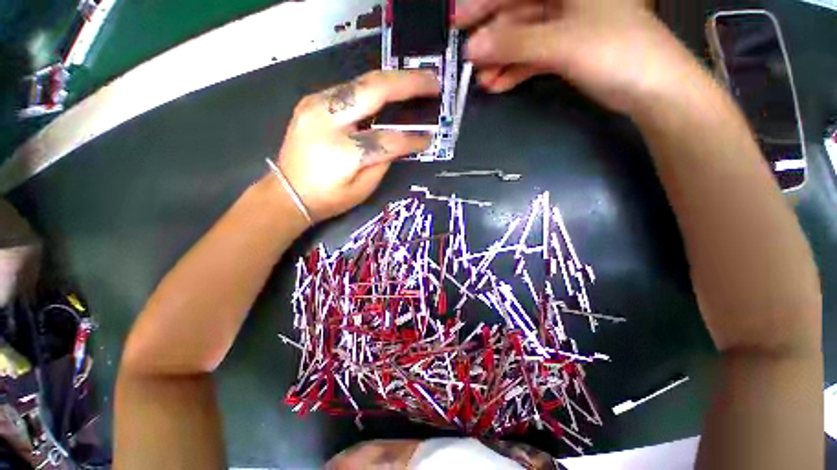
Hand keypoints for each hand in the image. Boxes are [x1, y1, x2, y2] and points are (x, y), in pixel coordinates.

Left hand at [274, 70, 439, 220]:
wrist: (287, 192)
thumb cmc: (328, 198)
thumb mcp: (362, 190)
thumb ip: (383, 163)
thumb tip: (399, 143)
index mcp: (344, 152)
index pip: (388, 139)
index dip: (412, 139)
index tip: (429, 139)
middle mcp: (328, 120)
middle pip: (375, 91)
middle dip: (409, 83)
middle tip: (433, 82)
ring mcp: (316, 105)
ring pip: (362, 82)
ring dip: (392, 80)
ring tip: (416, 81)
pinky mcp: (311, 101)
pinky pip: (349, 88)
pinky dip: (372, 88)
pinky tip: (386, 92)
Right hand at [455, 0, 704, 114]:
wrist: (649, 87)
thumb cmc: (616, 50)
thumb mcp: (560, 43)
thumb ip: (514, 45)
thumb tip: (474, 48)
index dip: (483, 4)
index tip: (458, 22)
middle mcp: (564, 1)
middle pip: (515, 15)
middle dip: (490, 40)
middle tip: (466, 60)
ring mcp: (563, 28)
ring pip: (521, 41)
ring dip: (499, 61)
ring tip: (482, 80)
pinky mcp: (563, 52)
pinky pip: (530, 58)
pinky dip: (514, 72)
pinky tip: (498, 84)